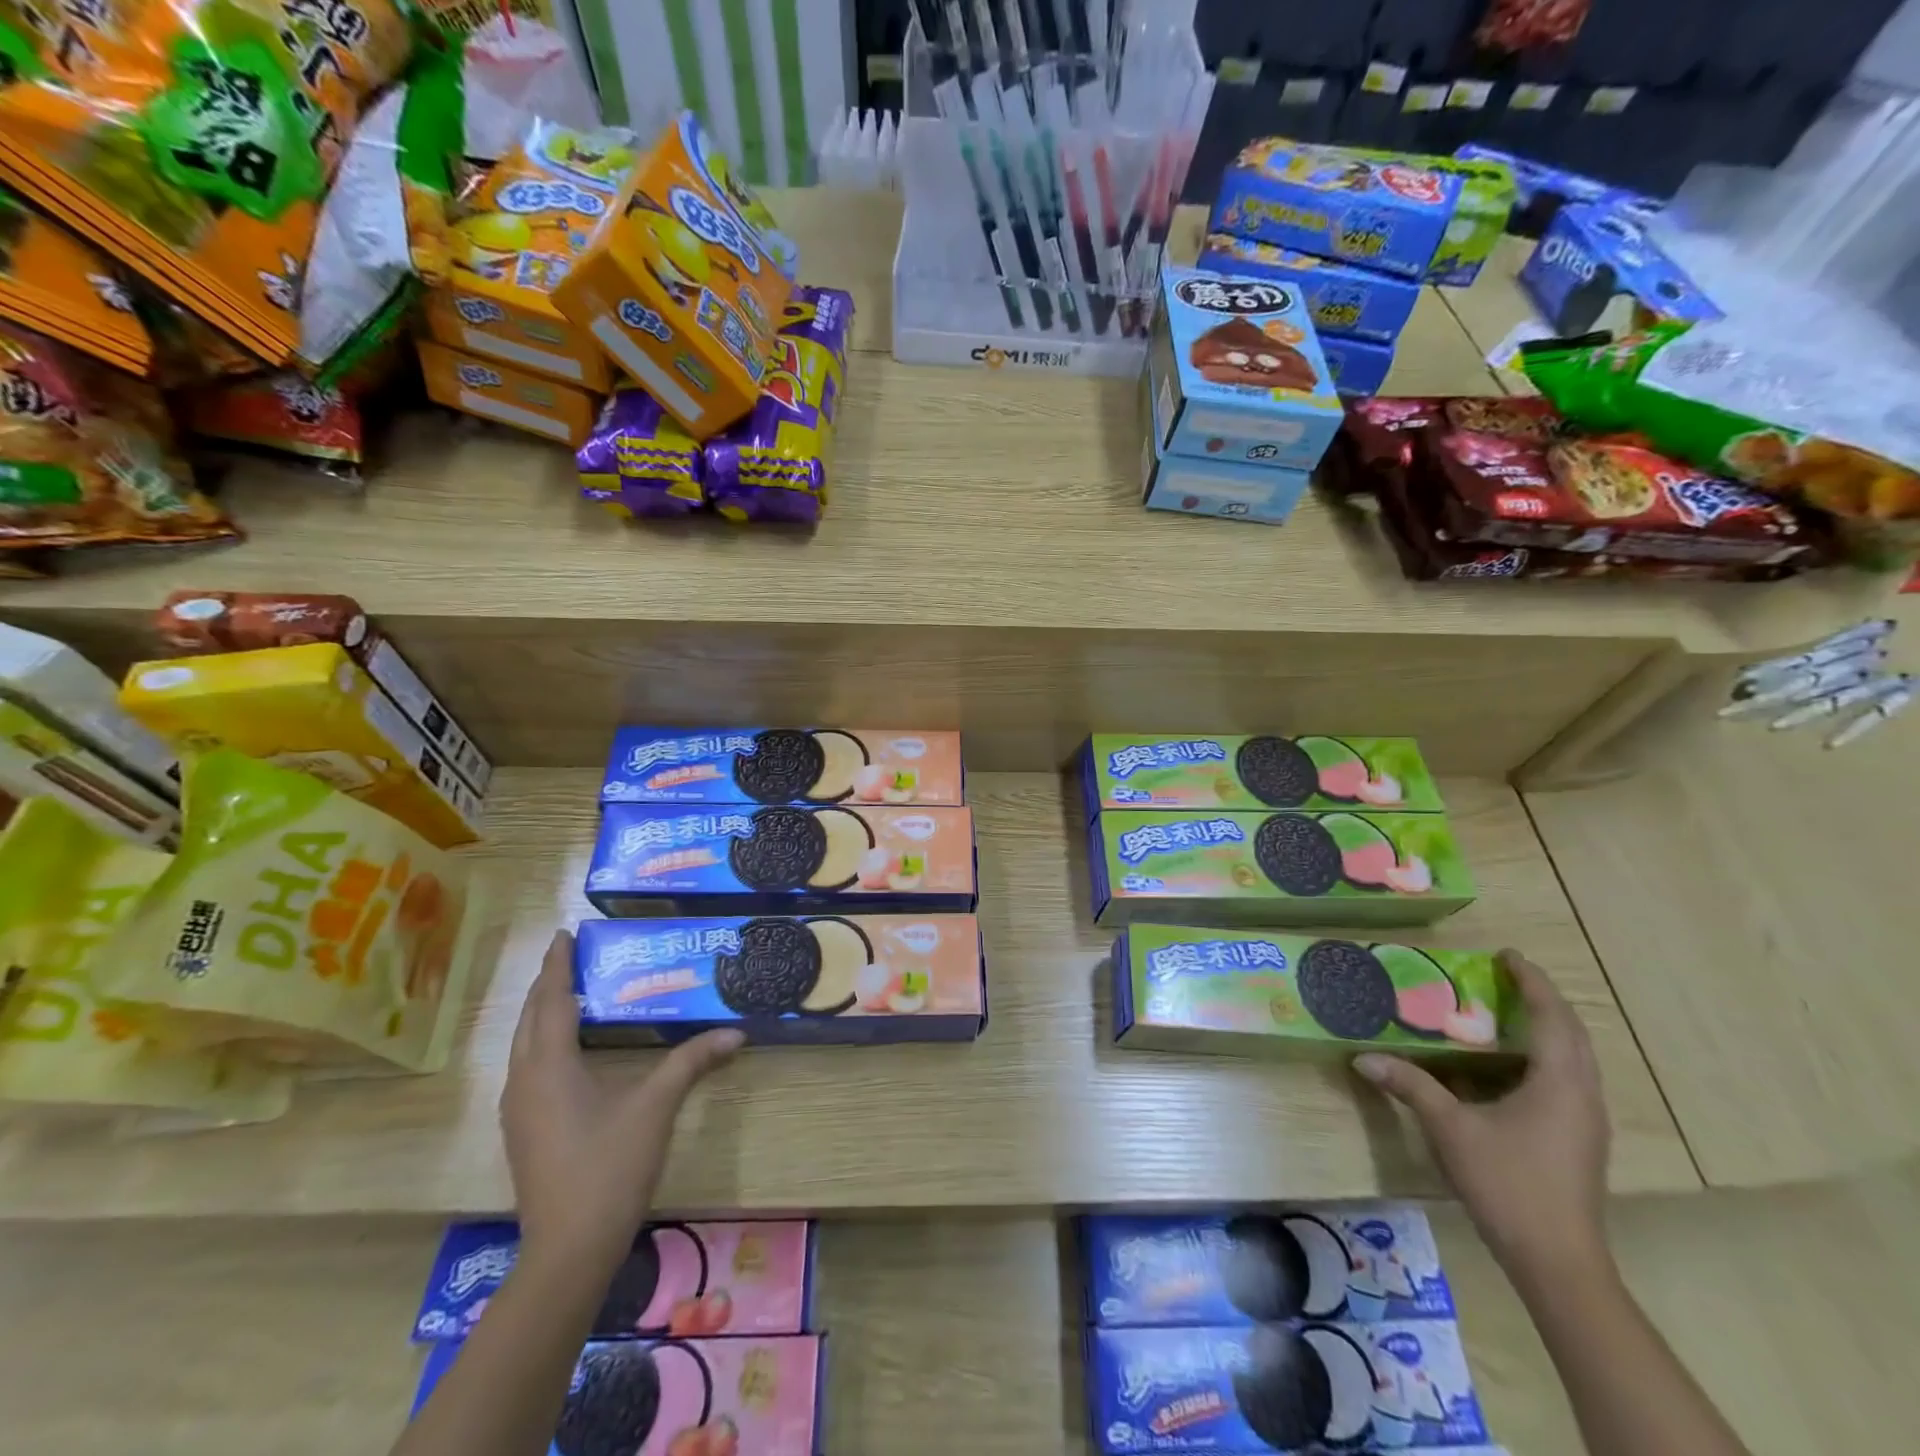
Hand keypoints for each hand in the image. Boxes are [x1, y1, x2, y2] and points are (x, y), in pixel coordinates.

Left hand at [500, 930, 743, 1272]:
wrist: (568, 1250)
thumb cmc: (609, 1166)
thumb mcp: (657, 1106)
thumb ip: (692, 1061)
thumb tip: (736, 1033)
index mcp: (549, 1066)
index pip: (552, 1000)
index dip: (558, 965)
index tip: (564, 934)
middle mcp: (523, 1080)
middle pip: (530, 1019)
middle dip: (547, 984)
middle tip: (570, 956)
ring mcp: (517, 1110)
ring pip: (523, 1045)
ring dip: (542, 1014)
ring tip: (569, 992)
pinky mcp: (522, 1131)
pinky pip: (526, 1067)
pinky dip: (542, 1042)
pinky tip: (565, 1050)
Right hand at [1354, 949, 1611, 1282]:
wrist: (1557, 1260)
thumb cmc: (1507, 1183)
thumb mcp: (1450, 1128)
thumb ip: (1410, 1086)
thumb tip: (1362, 1057)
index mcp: (1559, 1083)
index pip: (1552, 1018)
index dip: (1533, 982)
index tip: (1509, 955)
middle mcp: (1582, 1095)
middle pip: (1572, 1034)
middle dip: (1543, 1000)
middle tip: (1507, 977)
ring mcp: (1585, 1121)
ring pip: (1574, 1059)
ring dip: (1548, 1029)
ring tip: (1508, 1011)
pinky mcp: (1579, 1140)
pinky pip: (1567, 1080)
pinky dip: (1544, 1056)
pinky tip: (1511, 1066)